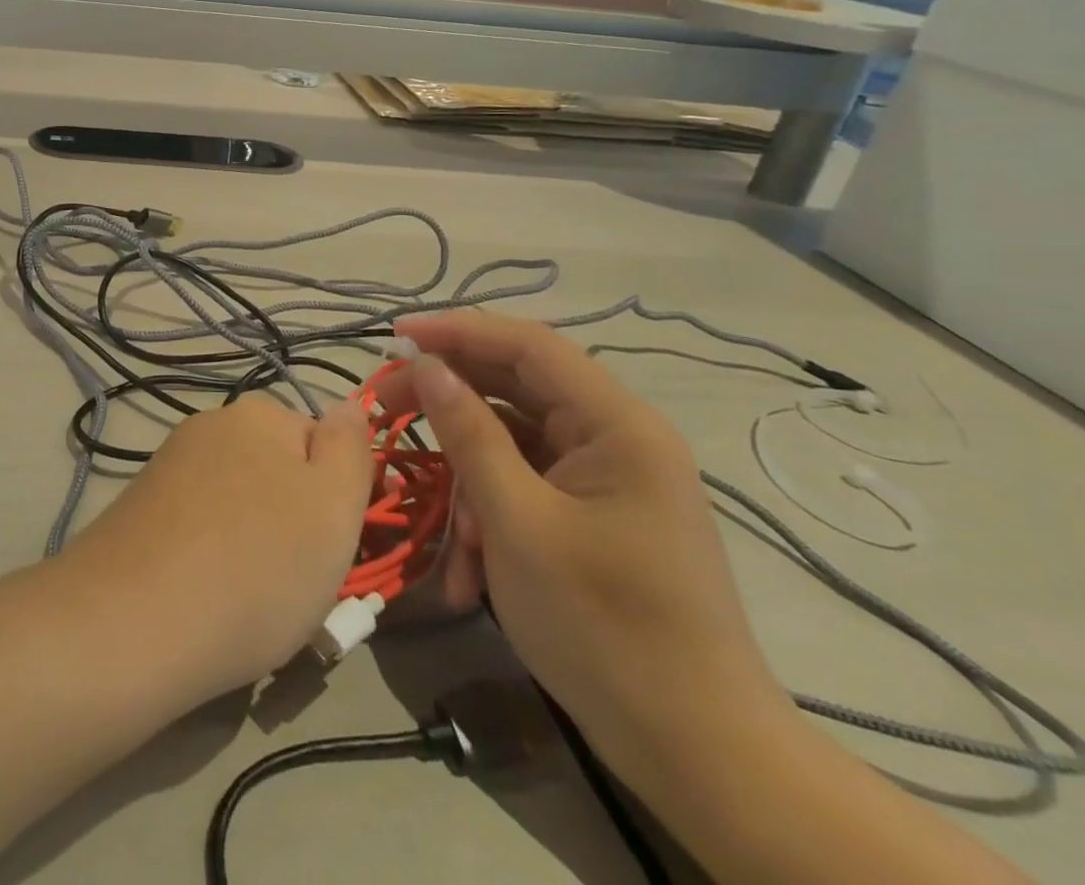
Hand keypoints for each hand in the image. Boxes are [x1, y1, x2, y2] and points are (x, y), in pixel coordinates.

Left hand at [59, 396, 372, 702]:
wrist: (134, 621)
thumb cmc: (257, 564)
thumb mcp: (334, 505)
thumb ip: (351, 448)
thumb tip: (347, 405)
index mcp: (258, 415)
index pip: (322, 445)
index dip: (339, 499)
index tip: (339, 550)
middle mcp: (209, 426)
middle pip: (278, 473)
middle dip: (296, 523)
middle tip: (299, 584)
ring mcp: (169, 465)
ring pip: (239, 504)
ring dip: (256, 544)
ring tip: (254, 604)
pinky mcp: (141, 507)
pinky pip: (199, 527)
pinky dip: (213, 557)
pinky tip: (208, 598)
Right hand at [376, 312, 789, 786]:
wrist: (698, 754)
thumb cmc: (604, 627)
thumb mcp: (517, 522)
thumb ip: (469, 434)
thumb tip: (426, 366)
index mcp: (616, 426)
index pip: (528, 345)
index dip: (458, 330)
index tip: (395, 336)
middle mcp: (616, 439)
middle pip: (515, 390)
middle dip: (449, 404)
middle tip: (386, 410)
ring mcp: (605, 480)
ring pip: (513, 446)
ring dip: (469, 481)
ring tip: (447, 537)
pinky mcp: (594, 517)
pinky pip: (526, 489)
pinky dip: (491, 517)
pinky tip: (469, 573)